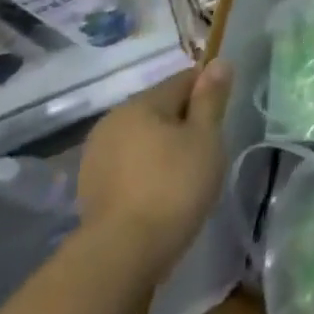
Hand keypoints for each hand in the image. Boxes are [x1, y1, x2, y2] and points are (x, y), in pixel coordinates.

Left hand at [76, 62, 231, 280]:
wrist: (125, 251)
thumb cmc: (175, 186)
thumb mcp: (205, 138)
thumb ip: (211, 98)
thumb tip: (219, 61)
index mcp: (140, 104)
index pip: (183, 80)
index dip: (207, 92)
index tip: (223, 115)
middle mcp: (111, 121)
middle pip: (159, 108)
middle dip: (184, 121)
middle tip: (208, 149)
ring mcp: (96, 155)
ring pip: (142, 137)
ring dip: (163, 146)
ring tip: (186, 173)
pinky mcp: (91, 186)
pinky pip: (128, 164)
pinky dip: (146, 169)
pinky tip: (161, 191)